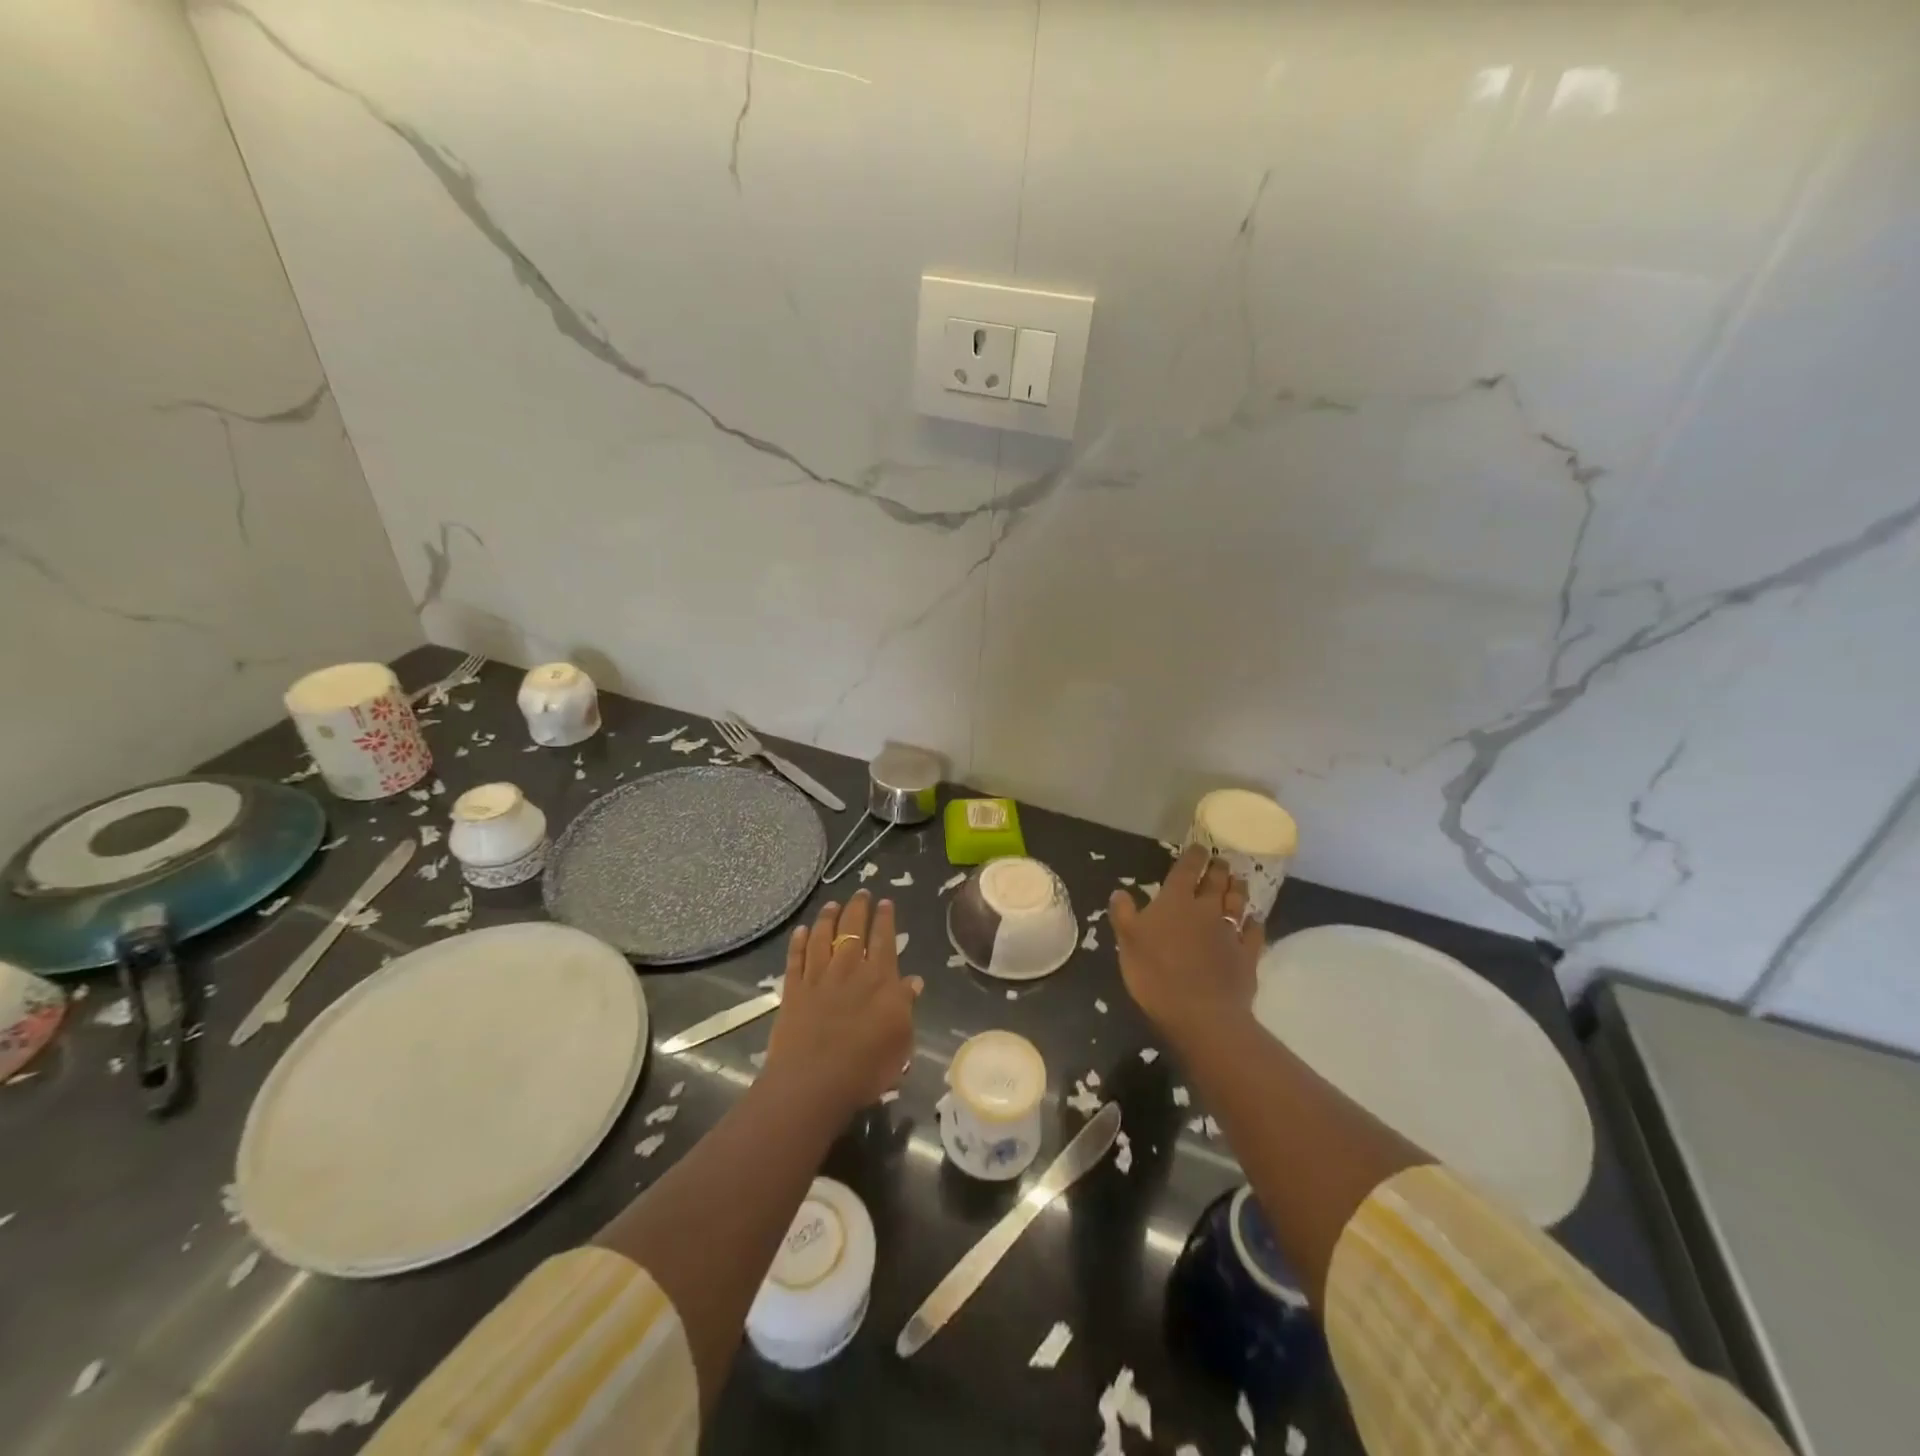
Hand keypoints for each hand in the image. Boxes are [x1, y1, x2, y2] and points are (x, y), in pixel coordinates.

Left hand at [764, 890, 922, 1118]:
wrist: (813, 1083)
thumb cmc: (866, 1067)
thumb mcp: (901, 1041)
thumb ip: (905, 1006)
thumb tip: (912, 981)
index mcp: (880, 979)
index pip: (884, 939)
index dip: (885, 919)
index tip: (885, 902)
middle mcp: (848, 969)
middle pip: (852, 930)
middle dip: (857, 908)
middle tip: (861, 893)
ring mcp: (817, 978)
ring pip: (822, 937)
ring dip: (827, 918)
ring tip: (832, 904)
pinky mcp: (792, 991)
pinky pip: (795, 959)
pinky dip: (798, 943)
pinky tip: (801, 931)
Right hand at [1110, 846, 1263, 1045]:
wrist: (1200, 1013)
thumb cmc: (1155, 973)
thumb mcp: (1127, 941)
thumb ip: (1124, 914)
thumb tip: (1120, 891)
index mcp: (1175, 901)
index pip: (1186, 870)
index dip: (1193, 856)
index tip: (1199, 847)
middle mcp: (1206, 909)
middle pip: (1216, 882)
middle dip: (1218, 869)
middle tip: (1221, 861)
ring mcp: (1230, 932)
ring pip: (1237, 903)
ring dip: (1238, 889)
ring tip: (1239, 881)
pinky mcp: (1248, 956)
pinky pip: (1254, 933)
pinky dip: (1255, 923)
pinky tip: (1255, 920)